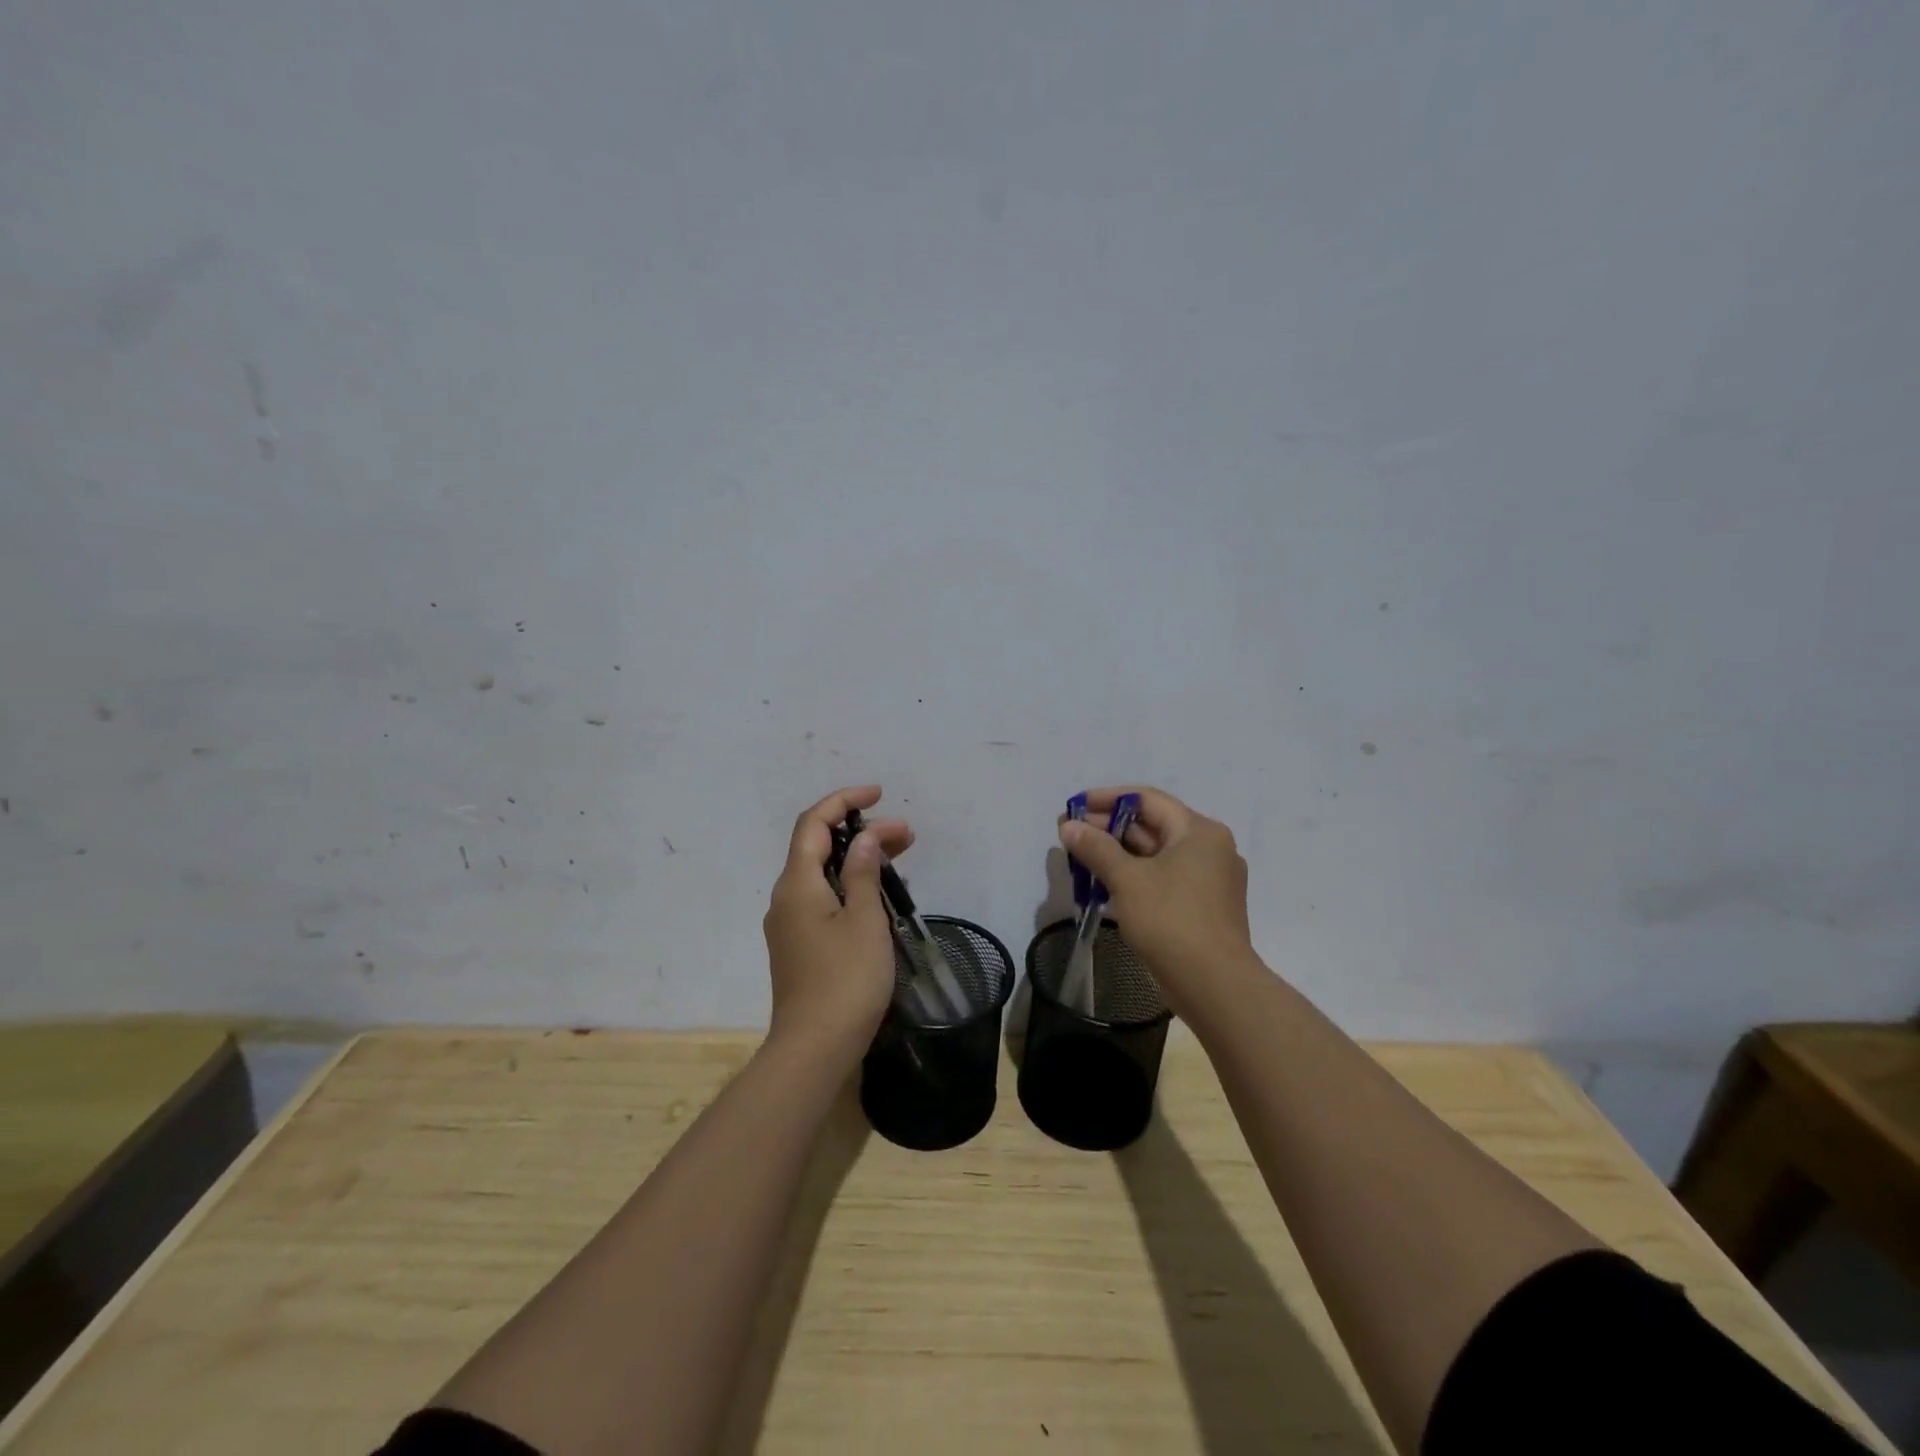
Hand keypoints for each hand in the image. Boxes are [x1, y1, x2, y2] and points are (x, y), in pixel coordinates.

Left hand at [763, 786, 912, 1061]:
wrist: (814, 1049)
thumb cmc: (845, 979)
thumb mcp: (864, 919)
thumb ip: (862, 871)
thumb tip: (863, 836)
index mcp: (797, 883)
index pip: (813, 823)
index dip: (843, 800)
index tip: (879, 794)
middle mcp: (786, 898)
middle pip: (819, 847)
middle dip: (861, 832)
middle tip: (906, 835)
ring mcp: (790, 924)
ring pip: (824, 875)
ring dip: (859, 861)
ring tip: (901, 861)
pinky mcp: (799, 946)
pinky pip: (824, 900)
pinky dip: (851, 887)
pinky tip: (881, 897)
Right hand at [1058, 786, 1257, 1019]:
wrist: (1214, 985)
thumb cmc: (1171, 920)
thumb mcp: (1127, 879)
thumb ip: (1096, 848)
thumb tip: (1069, 826)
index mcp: (1199, 831)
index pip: (1147, 799)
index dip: (1107, 799)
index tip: (1074, 807)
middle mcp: (1210, 848)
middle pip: (1152, 826)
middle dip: (1109, 829)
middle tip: (1070, 835)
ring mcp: (1210, 879)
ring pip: (1157, 855)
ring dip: (1119, 854)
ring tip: (1081, 859)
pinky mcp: (1204, 906)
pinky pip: (1164, 879)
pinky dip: (1136, 877)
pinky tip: (1105, 886)